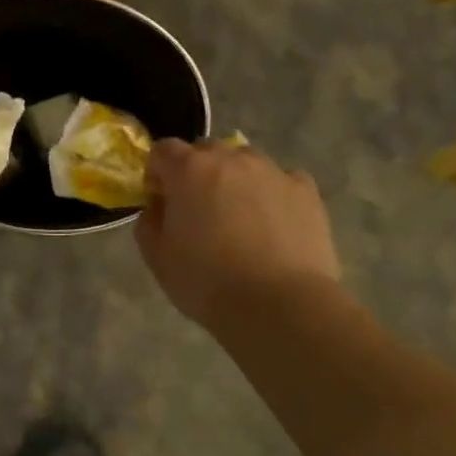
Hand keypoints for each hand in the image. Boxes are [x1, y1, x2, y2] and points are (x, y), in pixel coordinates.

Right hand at [138, 139, 341, 328]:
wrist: (279, 305)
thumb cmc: (207, 281)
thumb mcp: (157, 257)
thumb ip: (149, 221)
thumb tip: (160, 207)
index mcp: (189, 170)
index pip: (163, 150)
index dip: (157, 173)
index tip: (162, 202)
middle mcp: (230, 159)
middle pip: (205, 151)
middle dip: (196, 173)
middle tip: (199, 211)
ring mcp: (272, 171)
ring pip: (245, 162)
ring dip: (234, 180)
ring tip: (239, 218)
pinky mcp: (305, 191)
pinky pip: (281, 180)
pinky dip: (271, 193)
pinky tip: (272, 224)